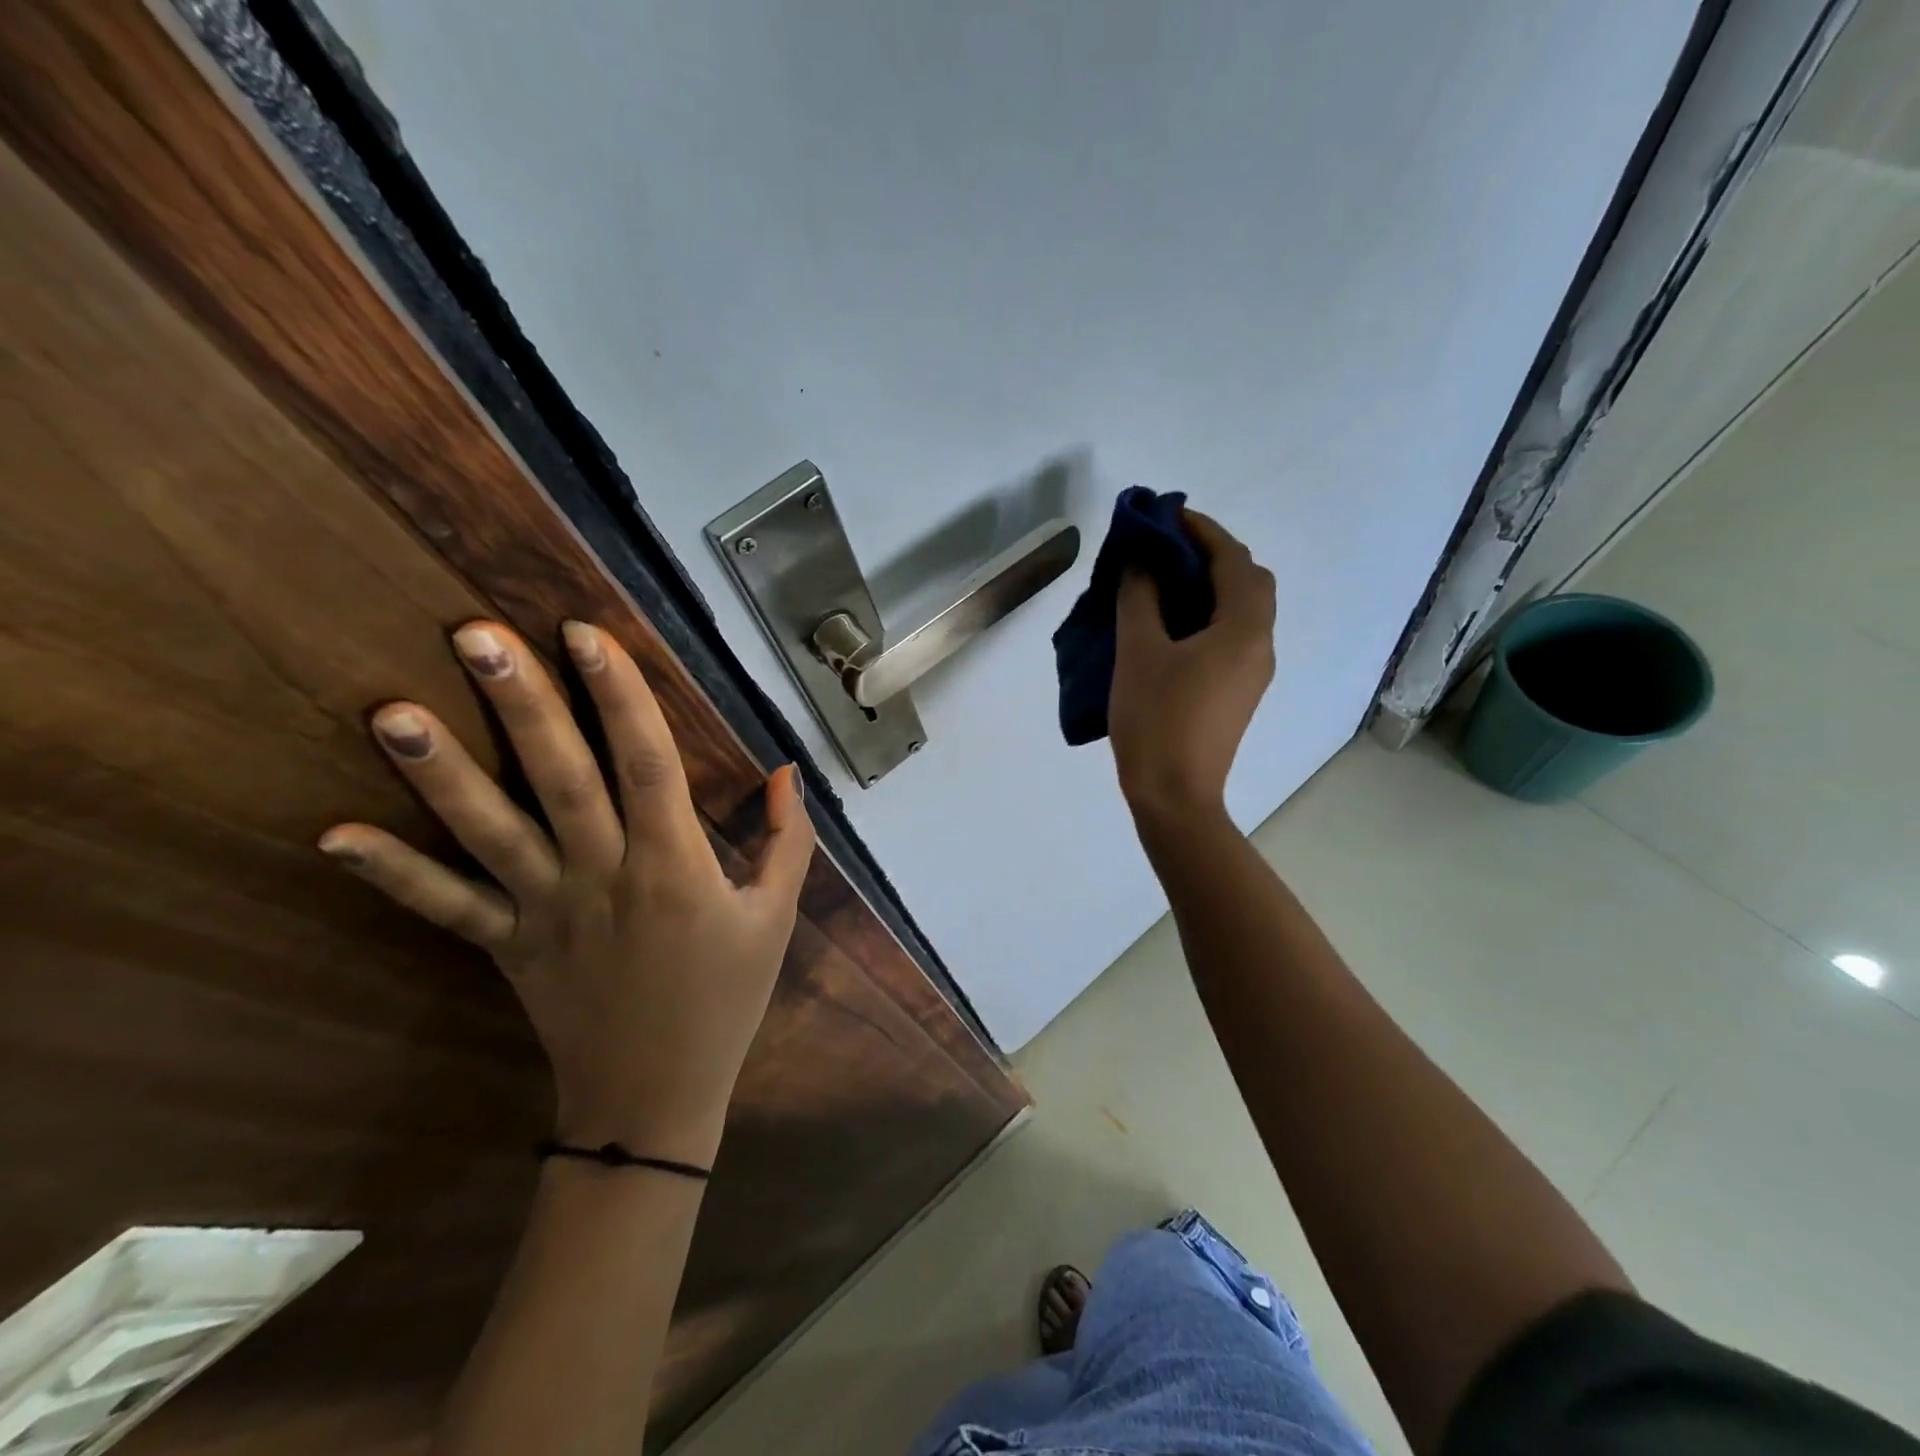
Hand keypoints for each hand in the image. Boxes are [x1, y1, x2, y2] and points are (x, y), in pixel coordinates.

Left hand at [318, 620, 813, 1166]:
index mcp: (676, 865)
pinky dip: (393, 874)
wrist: (656, 1098)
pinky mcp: (507, 947)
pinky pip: (447, 908)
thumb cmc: (726, 999)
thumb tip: (787, 772)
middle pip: (561, 779)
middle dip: (523, 704)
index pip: (648, 763)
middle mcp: (604, 875)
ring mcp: (546, 912)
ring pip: (492, 833)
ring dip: (441, 773)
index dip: (620, 696)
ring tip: (389, 711)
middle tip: (476, 635)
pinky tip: (333, 835)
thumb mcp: (775, 918)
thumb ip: (788, 842)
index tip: (586, 633)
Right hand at [1109, 511, 1276, 820]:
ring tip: (1163, 581)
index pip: (1233, 559)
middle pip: (1248, 581)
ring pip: (1242, 610)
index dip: (1202, 530)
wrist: (1175, 796)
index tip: (1167, 514)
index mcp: (1243, 629)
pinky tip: (1170, 625)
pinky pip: (1231, 636)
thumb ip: (1140, 597)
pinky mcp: (1238, 692)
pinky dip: (1207, 615)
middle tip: (1167, 549)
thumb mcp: (1138, 652)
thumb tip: (1141, 562)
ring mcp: (1253, 671)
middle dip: (1212, 555)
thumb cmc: (1156, 720)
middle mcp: (1260, 644)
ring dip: (1210, 586)